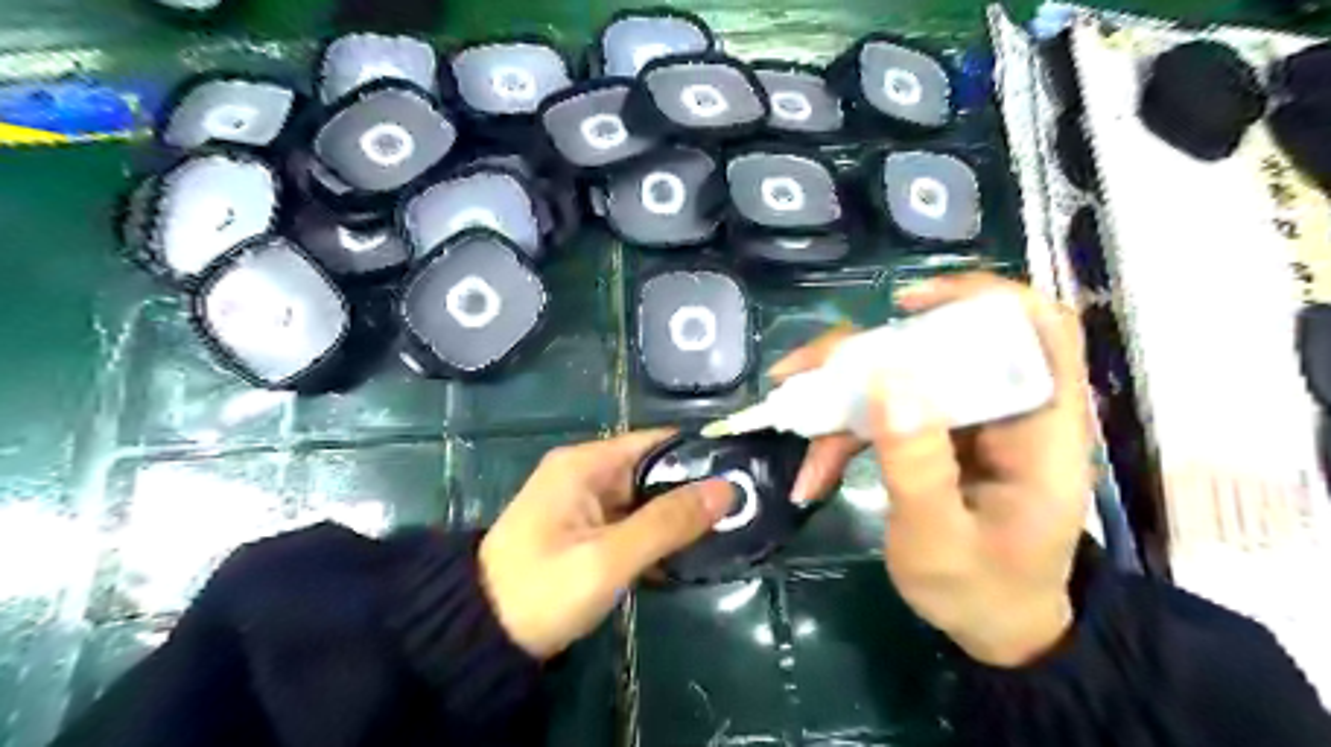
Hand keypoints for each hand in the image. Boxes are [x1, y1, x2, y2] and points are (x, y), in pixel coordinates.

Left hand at [479, 432, 732, 659]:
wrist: (479, 637)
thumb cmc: (541, 590)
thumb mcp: (608, 558)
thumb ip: (667, 523)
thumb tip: (727, 489)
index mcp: (585, 464)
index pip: (655, 443)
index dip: (698, 455)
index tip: (742, 472)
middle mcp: (586, 473)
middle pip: (652, 470)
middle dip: (693, 490)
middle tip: (744, 508)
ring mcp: (584, 503)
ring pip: (645, 499)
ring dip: (678, 515)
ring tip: (730, 528)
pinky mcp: (584, 530)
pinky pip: (631, 522)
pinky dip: (657, 534)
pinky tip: (690, 551)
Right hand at [772, 271, 1091, 665]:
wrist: (996, 626)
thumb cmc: (983, 589)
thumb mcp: (940, 541)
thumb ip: (917, 466)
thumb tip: (887, 378)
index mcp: (1040, 429)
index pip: (1037, 328)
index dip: (978, 297)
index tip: (906, 306)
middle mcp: (1005, 410)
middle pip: (942, 344)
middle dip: (865, 353)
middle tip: (803, 373)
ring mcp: (967, 422)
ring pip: (902, 377)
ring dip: (841, 395)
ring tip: (793, 421)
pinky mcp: (937, 436)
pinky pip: (885, 412)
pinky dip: (844, 432)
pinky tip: (813, 470)